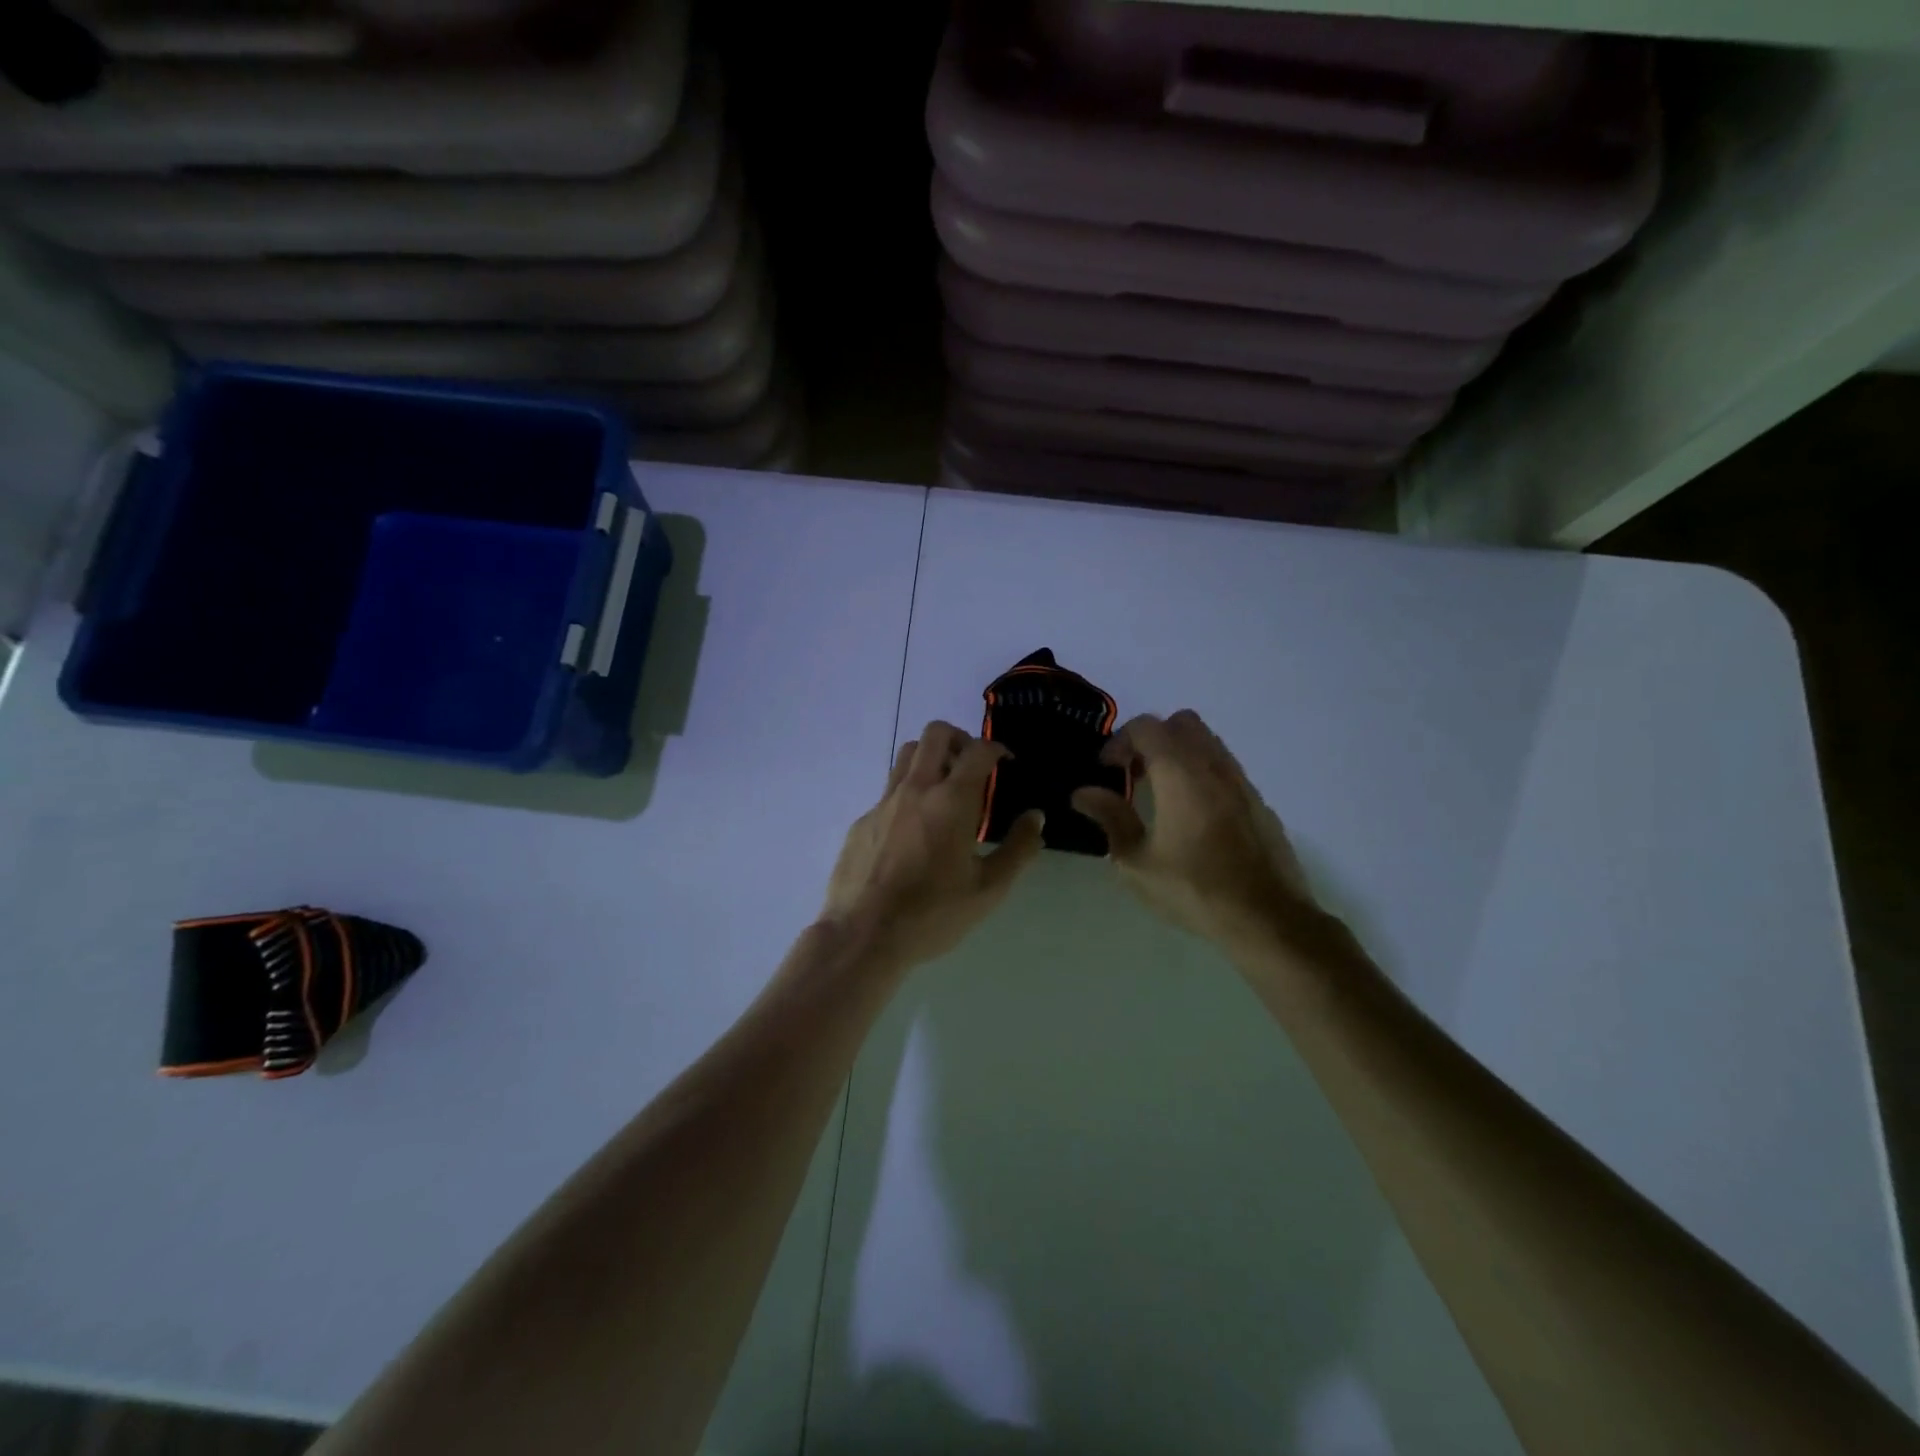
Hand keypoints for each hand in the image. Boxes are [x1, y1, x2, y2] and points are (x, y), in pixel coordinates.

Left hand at [822, 722, 1045, 969]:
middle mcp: (916, 788)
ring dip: (930, 757)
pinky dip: (908, 793)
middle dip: (960, 739)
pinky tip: (914, 829)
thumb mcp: (989, 888)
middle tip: (973, 766)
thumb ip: (1018, 848)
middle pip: (936, 733)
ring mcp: (884, 802)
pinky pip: (888, 790)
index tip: (1006, 763)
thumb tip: (1036, 816)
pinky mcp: (863, 820)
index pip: (978, 750)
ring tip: (944, 787)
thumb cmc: (933, 913)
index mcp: (952, 800)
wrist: (864, 935)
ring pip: (907, 754)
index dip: (997, 749)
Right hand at [1071, 710, 1320, 948]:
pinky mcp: (1259, 802)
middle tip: (1134, 774)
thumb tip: (1083, 793)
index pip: (1146, 727)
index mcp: (1180, 773)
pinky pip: (1226, 768)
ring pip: (1208, 742)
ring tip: (1162, 794)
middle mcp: (1214, 765)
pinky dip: (1203, 774)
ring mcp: (1242, 781)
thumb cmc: (1194, 890)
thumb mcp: (1137, 862)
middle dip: (1152, 739)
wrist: (1268, 919)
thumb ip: (1110, 818)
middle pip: (1181, 723)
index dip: (1119, 741)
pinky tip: (1194, 815)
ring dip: (1180, 754)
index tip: (1106, 771)